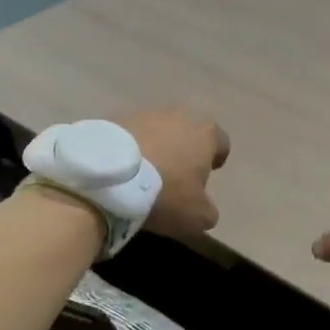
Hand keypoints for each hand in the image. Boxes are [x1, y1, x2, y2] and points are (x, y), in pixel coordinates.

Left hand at [117, 107, 230, 238]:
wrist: (108, 178)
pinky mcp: (113, 119)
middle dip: (183, 150)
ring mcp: (143, 113)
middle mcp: (178, 114)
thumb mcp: (197, 216)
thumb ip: (208, 211)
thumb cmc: (165, 193)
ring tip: (142, 176)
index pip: (221, 142)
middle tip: (174, 176)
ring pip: (156, 131)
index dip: (215, 159)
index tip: (205, 176)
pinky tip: (120, 172)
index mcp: (205, 132)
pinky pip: (128, 136)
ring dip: (154, 148)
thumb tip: (204, 208)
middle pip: (187, 132)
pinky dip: (128, 150)